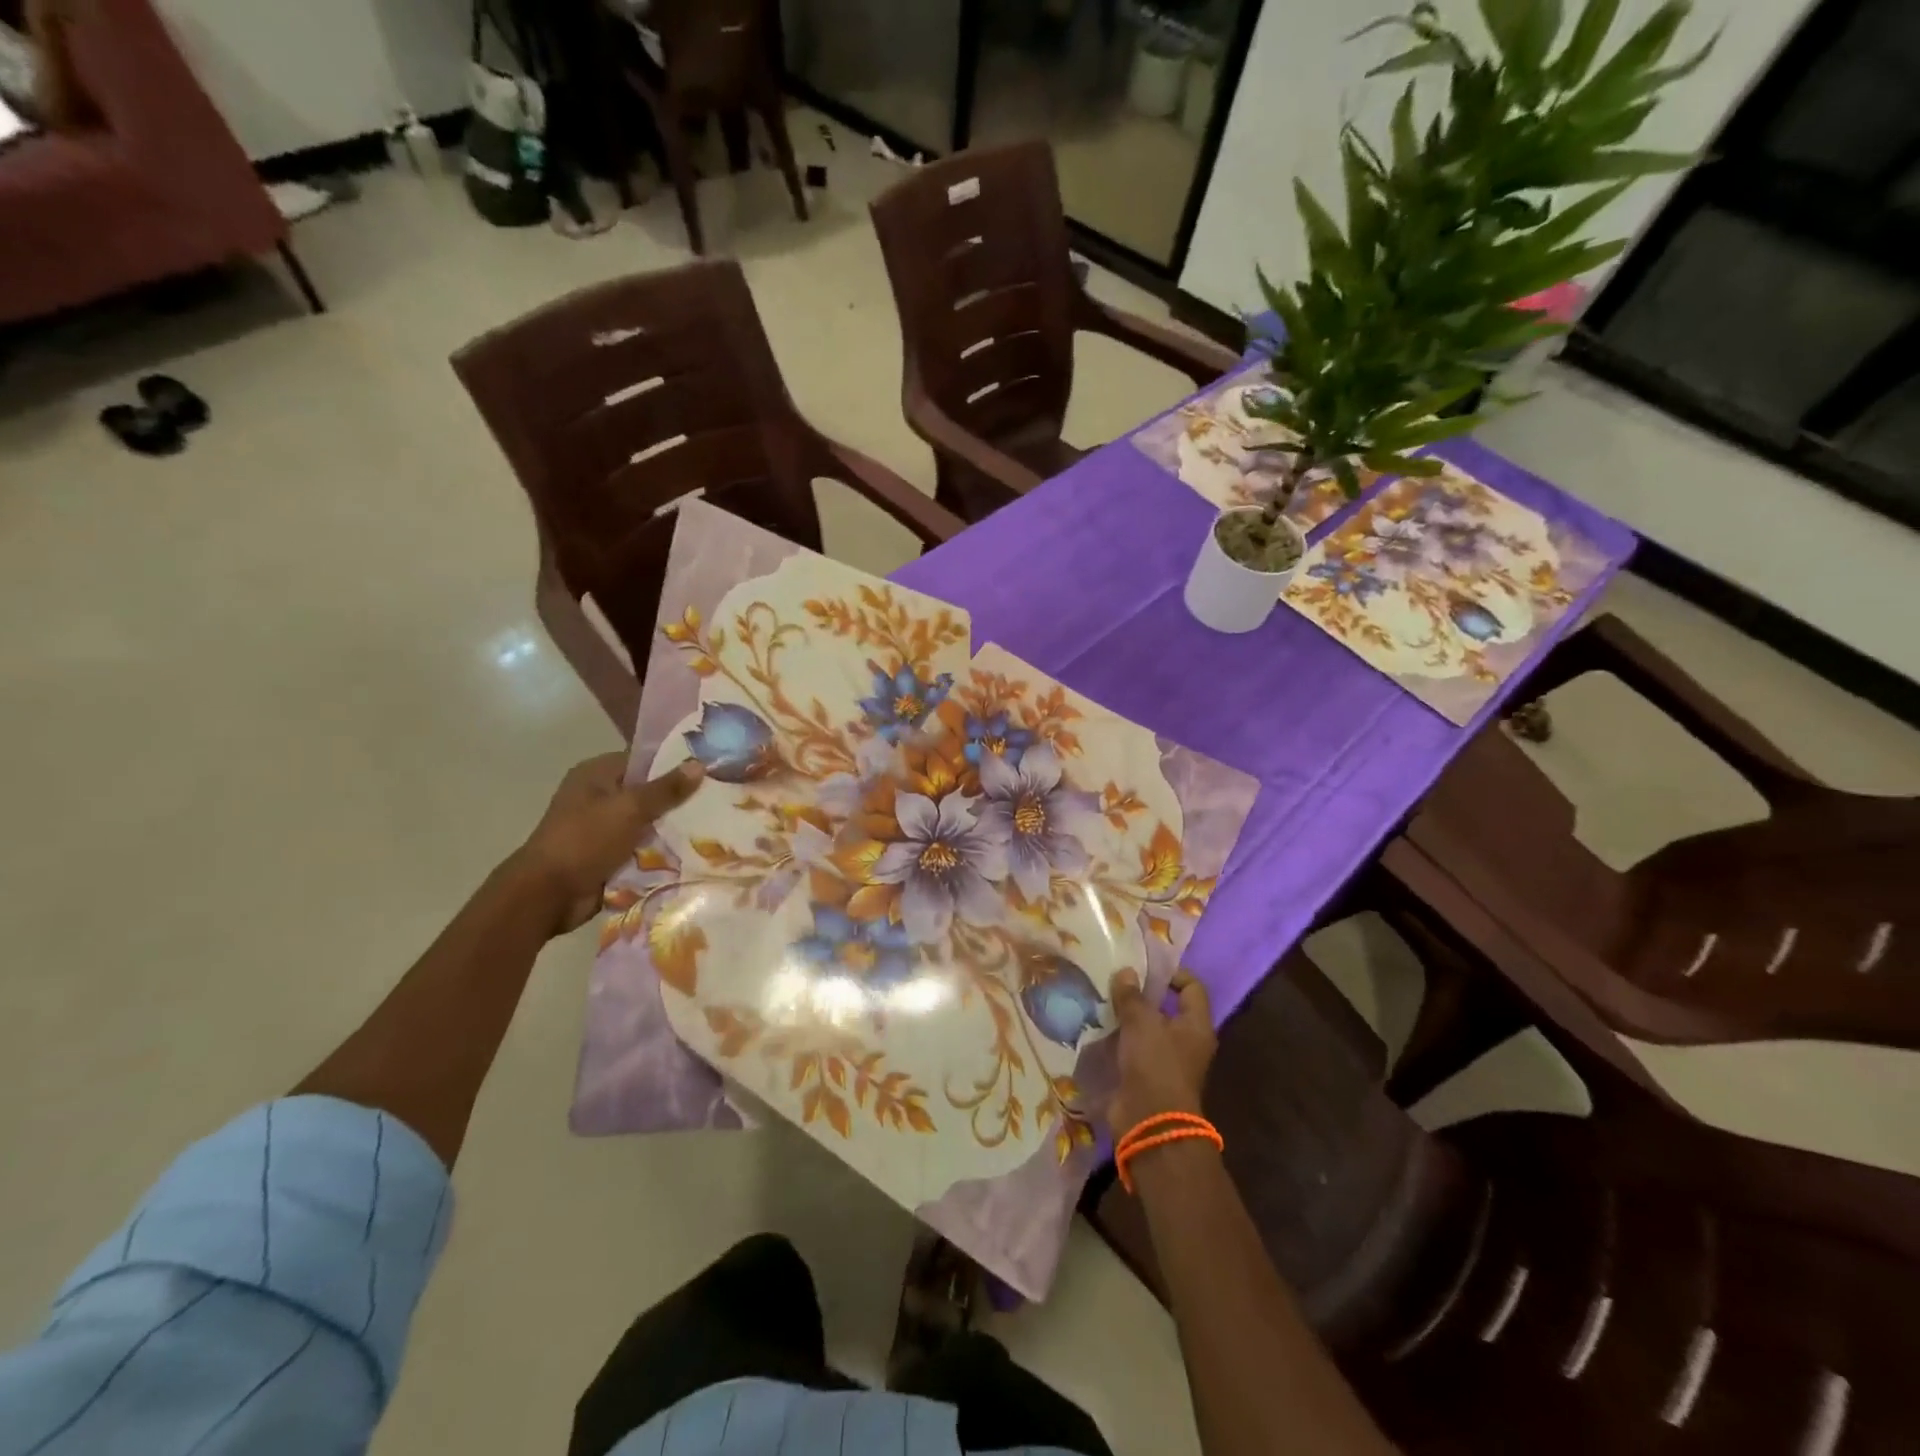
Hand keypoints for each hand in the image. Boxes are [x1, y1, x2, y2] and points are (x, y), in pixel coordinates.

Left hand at [509, 753, 703, 934]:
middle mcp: (599, 797)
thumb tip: (699, 764)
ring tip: (716, 823)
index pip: (643, 759)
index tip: (710, 767)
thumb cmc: (585, 840)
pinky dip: (663, 850)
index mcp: (596, 774)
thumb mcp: (629, 809)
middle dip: (680, 798)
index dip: (675, 762)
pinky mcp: (610, 854)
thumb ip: (666, 789)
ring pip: (649, 821)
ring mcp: (604, 828)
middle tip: (720, 797)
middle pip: (648, 791)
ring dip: (674, 826)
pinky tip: (697, 849)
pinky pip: (644, 846)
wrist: (548, 895)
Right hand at [1108, 969, 1216, 1135]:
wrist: (1149, 1122)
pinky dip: (1119, 1039)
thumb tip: (1126, 972)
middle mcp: (1187, 1042)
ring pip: (1147, 1030)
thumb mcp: (1141, 1023)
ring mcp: (1166, 1062)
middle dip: (1143, 995)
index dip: (1172, 973)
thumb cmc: (1155, 1065)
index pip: (1192, 988)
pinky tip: (1097, 1027)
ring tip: (1102, 999)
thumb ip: (1132, 996)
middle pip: (1167, 1009)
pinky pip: (1133, 1049)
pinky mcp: (1146, 1077)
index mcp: (1196, 1026)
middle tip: (1116, 979)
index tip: (1145, 966)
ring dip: (1127, 1017)